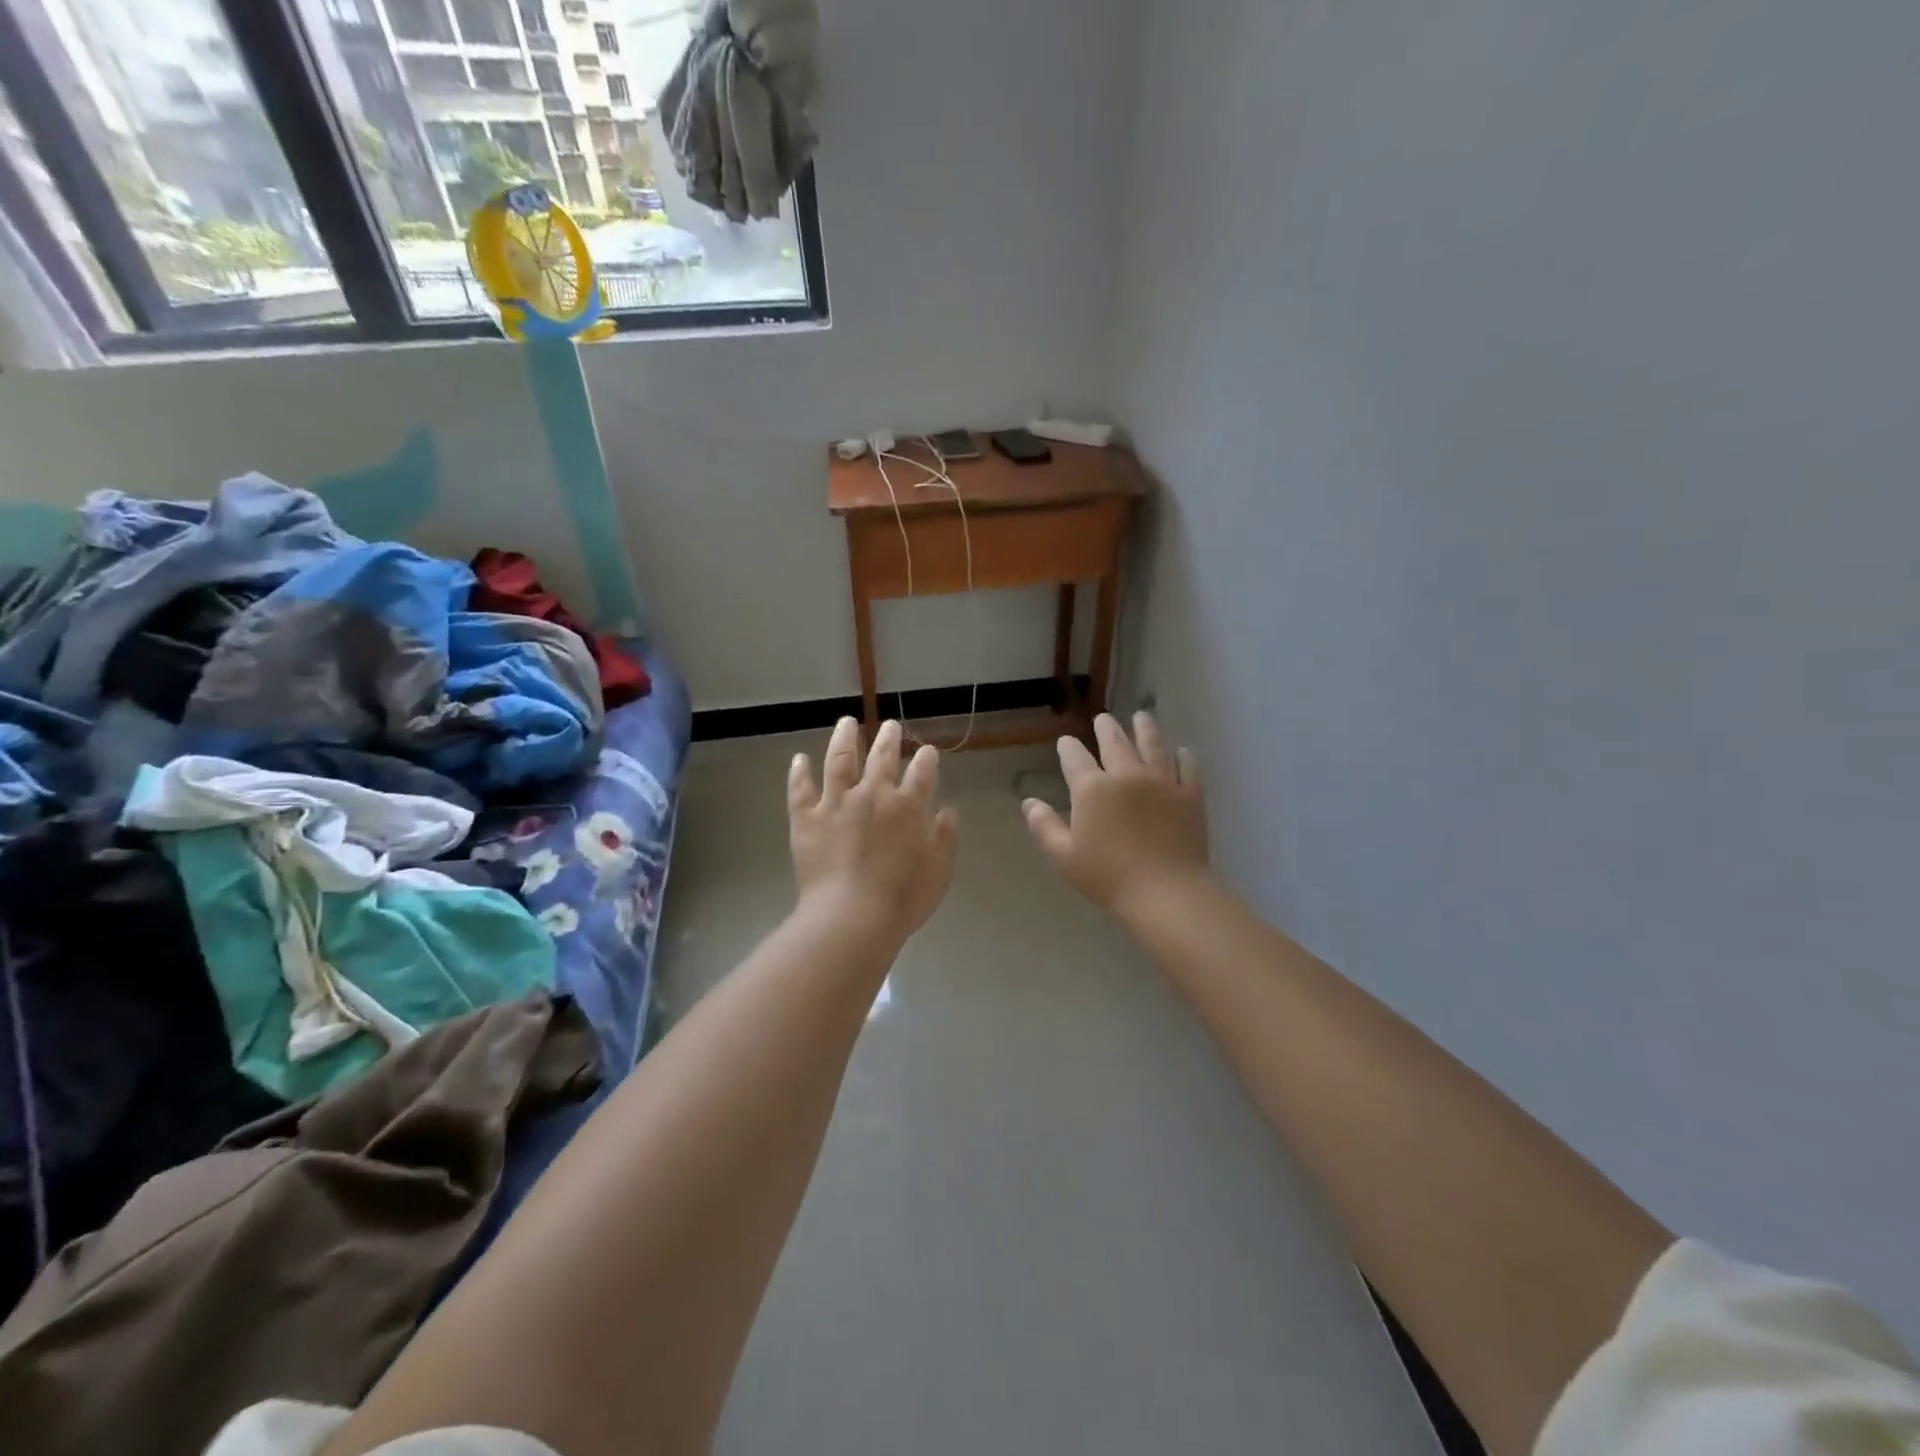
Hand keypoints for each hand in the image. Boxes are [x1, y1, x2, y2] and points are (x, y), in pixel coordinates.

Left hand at [789, 718, 959, 947]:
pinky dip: (800, 773)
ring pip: (840, 761)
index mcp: (908, 806)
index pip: (922, 772)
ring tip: (846, 723)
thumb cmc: (902, 899)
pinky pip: (801, 790)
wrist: (851, 917)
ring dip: (844, 739)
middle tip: (891, 726)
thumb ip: (945, 838)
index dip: (927, 759)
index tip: (928, 751)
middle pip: (881, 757)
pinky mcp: (806, 819)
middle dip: (889, 738)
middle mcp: (872, 795)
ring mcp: (836, 804)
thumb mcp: (939, 871)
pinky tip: (800, 759)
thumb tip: (947, 811)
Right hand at [1023, 712, 1208, 914]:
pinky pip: (1188, 767)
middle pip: (1115, 742)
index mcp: (1093, 789)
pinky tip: (1184, 751)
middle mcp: (1127, 775)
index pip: (1075, 758)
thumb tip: (1029, 803)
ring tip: (1141, 716)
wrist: (1166, 891)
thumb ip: (1045, 827)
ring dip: (1145, 728)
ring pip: (1153, 745)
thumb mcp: (1064, 857)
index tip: (1065, 742)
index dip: (1068, 748)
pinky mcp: (1190, 795)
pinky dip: (1185, 756)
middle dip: (1106, 728)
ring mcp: (1162, 782)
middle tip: (1103, 719)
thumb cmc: (1108, 877)